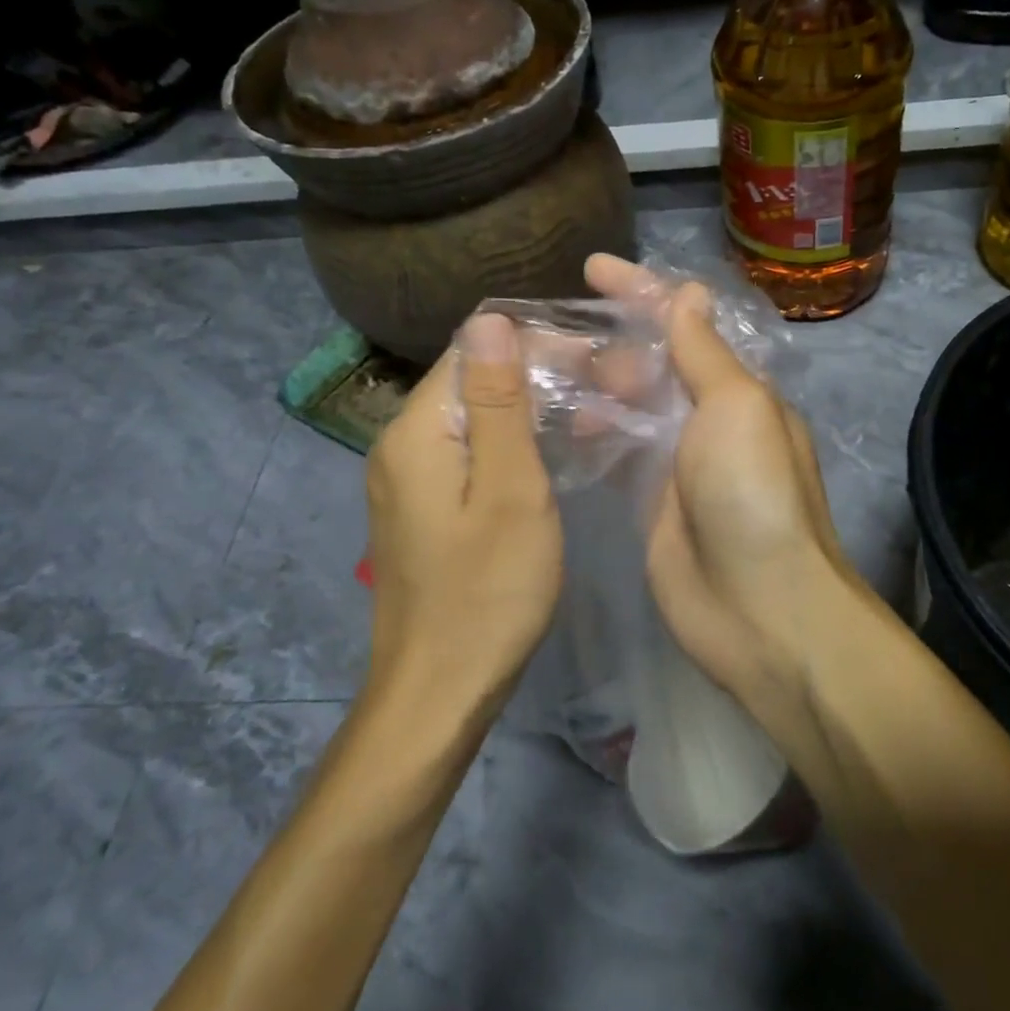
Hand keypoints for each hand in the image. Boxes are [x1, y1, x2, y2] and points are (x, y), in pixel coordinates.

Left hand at [364, 313, 560, 724]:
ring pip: (474, 419)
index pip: (473, 351)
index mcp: (416, 431)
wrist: (440, 691)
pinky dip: (513, 446)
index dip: (536, 344)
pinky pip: (469, 455)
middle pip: (471, 382)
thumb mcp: (510, 489)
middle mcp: (401, 445)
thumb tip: (491, 319)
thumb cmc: (488, 591)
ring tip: (595, 416)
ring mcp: (408, 480)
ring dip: (531, 410)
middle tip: (608, 388)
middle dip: (539, 375)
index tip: (597, 357)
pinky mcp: (424, 509)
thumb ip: (498, 402)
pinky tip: (555, 455)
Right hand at [583, 255, 858, 706]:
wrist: (758, 607)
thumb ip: (705, 352)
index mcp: (737, 388)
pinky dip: (591, 430)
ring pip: (629, 405)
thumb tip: (690, 293)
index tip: (593, 268)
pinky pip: (617, 450)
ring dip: (594, 385)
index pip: (686, 324)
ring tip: (543, 373)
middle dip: (610, 343)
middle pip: (652, 363)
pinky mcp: (650, 501)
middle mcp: (708, 418)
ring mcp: (678, 461)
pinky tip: (556, 421)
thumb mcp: (738, 407)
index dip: (642, 291)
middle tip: (553, 338)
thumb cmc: (753, 494)